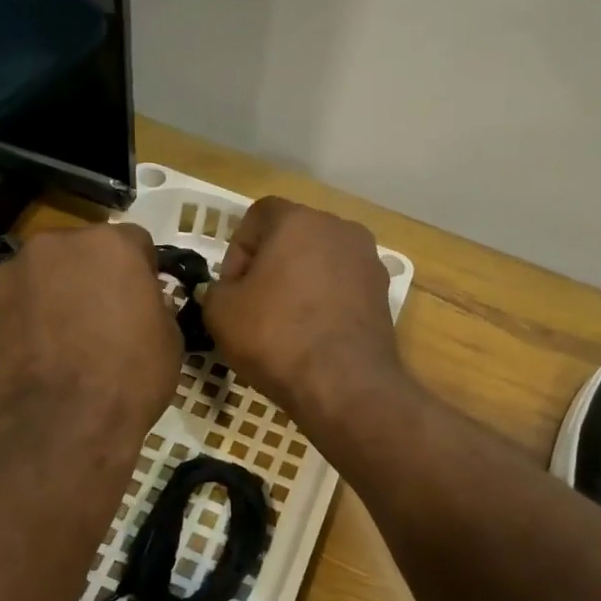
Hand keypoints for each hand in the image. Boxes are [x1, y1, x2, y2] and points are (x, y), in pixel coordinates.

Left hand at [0, 223, 179, 446]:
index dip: (140, 272)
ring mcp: (6, 275)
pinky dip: (15, 324)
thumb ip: (152, 304)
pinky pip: (4, 308)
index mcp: (108, 245)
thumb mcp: (169, 339)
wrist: (64, 425)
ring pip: (34, 277)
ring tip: (54, 343)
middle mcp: (52, 245)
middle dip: (86, 278)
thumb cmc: (130, 379)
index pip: (132, 243)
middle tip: (95, 321)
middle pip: (75, 252)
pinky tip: (26, 359)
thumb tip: (138, 303)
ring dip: (46, 297)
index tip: (141, 300)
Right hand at [200, 197, 402, 422]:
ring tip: (285, 325)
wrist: (344, 384)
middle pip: (293, 238)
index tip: (232, 289)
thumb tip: (229, 291)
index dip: (236, 251)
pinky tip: (313, 337)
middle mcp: (339, 229)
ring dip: (299, 285)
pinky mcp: (383, 294)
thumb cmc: (276, 337)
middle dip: (270, 266)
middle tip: (254, 307)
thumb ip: (217, 289)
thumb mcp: (221, 312)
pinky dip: (325, 303)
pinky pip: (342, 289)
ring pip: (320, 264)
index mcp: (297, 220)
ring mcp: (368, 261)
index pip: (257, 216)